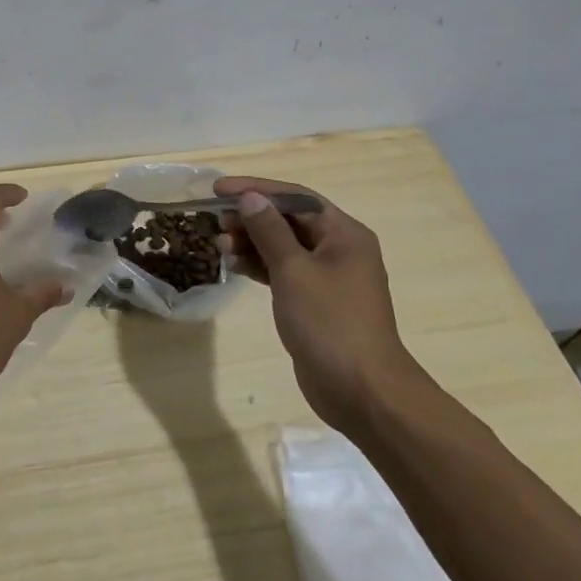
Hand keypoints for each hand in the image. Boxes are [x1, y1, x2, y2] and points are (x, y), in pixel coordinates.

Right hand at [216, 176, 418, 424]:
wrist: (363, 392)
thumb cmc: (330, 323)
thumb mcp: (294, 271)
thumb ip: (269, 231)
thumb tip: (250, 198)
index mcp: (343, 233)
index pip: (295, 198)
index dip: (256, 189)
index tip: (219, 189)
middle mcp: (339, 249)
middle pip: (289, 220)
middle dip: (251, 218)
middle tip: (216, 222)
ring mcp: (329, 277)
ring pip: (284, 246)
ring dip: (252, 242)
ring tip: (220, 246)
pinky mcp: (316, 302)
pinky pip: (284, 271)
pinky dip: (260, 266)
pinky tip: (235, 266)